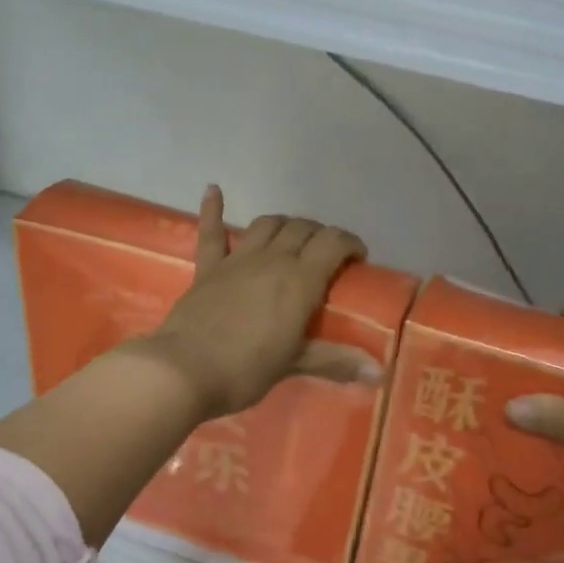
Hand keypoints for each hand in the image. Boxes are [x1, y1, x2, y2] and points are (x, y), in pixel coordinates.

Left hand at [140, 186, 372, 417]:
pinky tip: (213, 189)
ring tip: (294, 236)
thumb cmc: (245, 370)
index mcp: (299, 280)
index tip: (358, 258)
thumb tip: (380, 373)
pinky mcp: (207, 268)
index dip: (350, 243)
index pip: (333, 243)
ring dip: (286, 224)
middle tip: (328, 255)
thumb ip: (337, 361)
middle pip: (303, 229)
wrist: (183, 371)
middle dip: (321, 235)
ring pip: (267, 224)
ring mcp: (236, 260)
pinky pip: (211, 231)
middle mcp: (271, 259)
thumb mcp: (295, 364)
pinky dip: (213, 209)